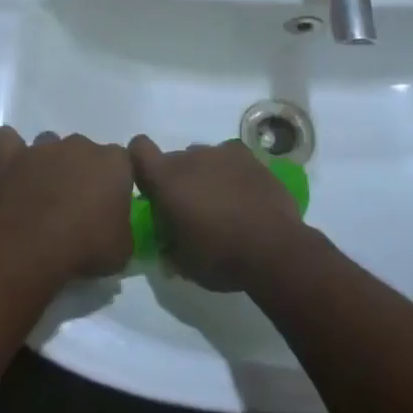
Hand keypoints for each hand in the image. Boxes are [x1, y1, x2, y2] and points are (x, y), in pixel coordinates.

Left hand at [0, 127, 133, 280]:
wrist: (31, 250)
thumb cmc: (85, 248)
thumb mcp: (122, 248)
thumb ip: (122, 227)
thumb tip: (113, 226)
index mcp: (114, 163)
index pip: (122, 163)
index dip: (115, 184)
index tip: (109, 206)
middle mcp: (81, 146)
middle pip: (85, 152)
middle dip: (83, 172)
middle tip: (77, 204)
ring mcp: (44, 149)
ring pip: (50, 144)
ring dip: (50, 162)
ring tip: (45, 191)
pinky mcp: (12, 158)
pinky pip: (9, 140)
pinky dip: (11, 148)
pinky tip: (13, 165)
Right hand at [128, 136, 305, 291]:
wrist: (274, 249)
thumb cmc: (219, 256)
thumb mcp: (182, 263)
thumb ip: (168, 247)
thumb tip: (167, 245)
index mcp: (166, 179)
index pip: (138, 149)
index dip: (140, 162)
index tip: (150, 186)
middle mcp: (191, 157)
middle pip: (174, 159)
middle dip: (177, 180)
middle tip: (190, 209)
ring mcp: (223, 154)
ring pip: (203, 157)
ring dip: (205, 175)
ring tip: (221, 203)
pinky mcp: (251, 158)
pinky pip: (231, 158)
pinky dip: (231, 172)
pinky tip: (242, 192)